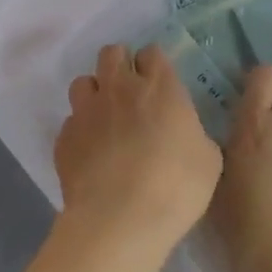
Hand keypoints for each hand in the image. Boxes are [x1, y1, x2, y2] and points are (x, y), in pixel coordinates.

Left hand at [55, 44, 222, 271]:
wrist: (119, 219)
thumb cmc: (175, 186)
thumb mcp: (208, 159)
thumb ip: (194, 134)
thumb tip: (185, 134)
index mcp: (159, 86)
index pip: (151, 52)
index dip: (154, 65)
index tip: (159, 84)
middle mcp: (119, 88)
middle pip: (112, 53)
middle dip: (120, 64)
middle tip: (130, 92)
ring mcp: (87, 111)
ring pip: (83, 82)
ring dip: (95, 94)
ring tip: (104, 118)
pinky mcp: (64, 138)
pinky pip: (71, 122)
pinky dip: (80, 131)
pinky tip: (90, 154)